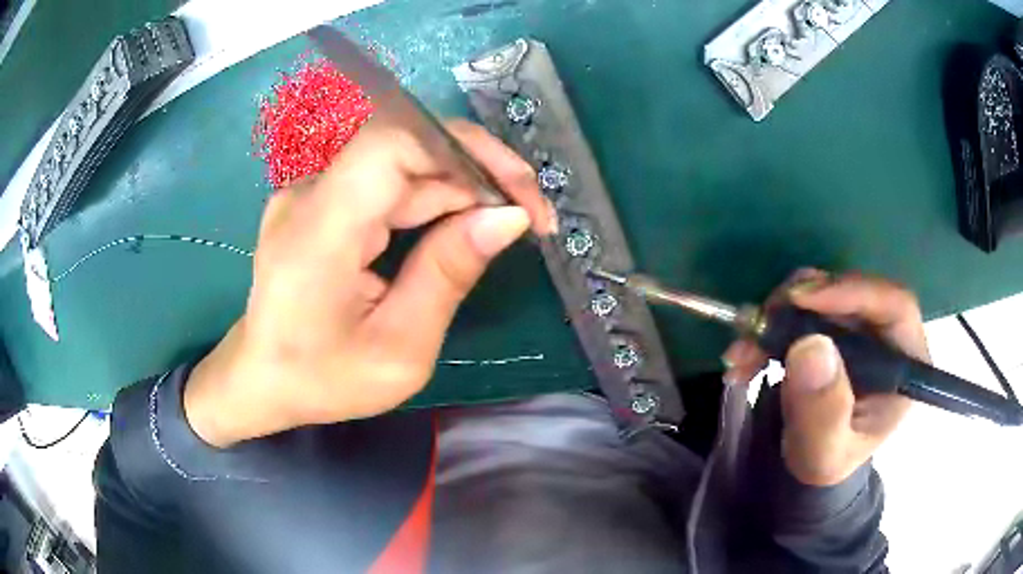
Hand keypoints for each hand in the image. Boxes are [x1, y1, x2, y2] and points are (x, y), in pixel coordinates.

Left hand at [184, 119, 555, 446]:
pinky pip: (386, 181)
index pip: (391, 145)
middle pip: (405, 147)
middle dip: (479, 171)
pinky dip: (433, 196)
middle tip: (531, 215)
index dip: (463, 151)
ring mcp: (312, 191)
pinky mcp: (321, 199)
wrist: (259, 378)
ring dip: (462, 185)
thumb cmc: (323, 379)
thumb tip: (509, 217)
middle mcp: (310, 194)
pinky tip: (462, 225)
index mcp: (319, 233)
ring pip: (403, 162)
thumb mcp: (399, 349)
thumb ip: (448, 275)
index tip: (518, 195)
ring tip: (507, 223)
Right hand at [723, 270, 929, 485]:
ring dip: (777, 316)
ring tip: (743, 353)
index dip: (852, 291)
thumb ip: (823, 412)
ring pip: (821, 293)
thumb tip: (811, 346)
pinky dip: (770, 325)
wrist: (809, 460)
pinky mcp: (832, 324)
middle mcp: (885, 333)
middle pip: (851, 291)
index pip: (894, 305)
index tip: (801, 299)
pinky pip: (801, 307)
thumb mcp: (824, 454)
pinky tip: (746, 355)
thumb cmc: (826, 460)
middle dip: (800, 305)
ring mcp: (858, 325)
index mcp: (905, 362)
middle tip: (758, 327)